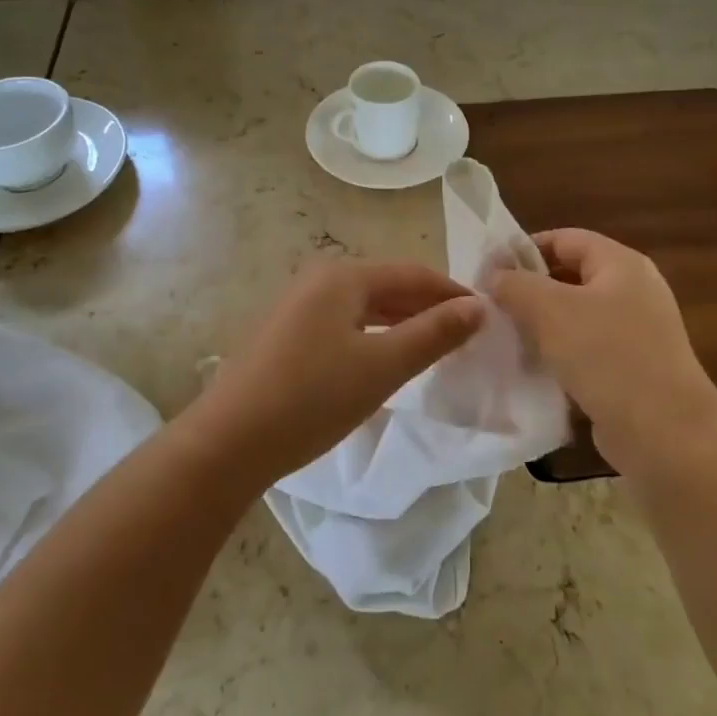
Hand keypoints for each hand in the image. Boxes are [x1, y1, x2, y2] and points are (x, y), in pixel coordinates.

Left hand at [188, 258, 485, 487]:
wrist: (228, 442)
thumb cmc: (312, 398)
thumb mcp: (382, 366)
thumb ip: (433, 333)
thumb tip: (479, 307)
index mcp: (342, 276)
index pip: (413, 273)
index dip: (452, 293)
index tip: (488, 316)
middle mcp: (318, 279)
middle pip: (388, 285)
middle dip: (428, 307)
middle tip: (467, 335)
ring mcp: (297, 305)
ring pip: (365, 306)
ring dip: (402, 322)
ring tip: (436, 347)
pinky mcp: (285, 333)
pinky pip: (343, 323)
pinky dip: (374, 335)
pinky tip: (386, 358)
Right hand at [490, 229, 716, 477]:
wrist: (665, 434)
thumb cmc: (607, 356)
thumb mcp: (550, 310)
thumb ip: (515, 284)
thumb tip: (495, 275)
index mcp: (621, 264)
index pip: (564, 239)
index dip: (524, 249)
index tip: (488, 272)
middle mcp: (633, 290)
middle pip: (570, 276)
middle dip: (530, 289)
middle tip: (491, 307)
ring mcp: (637, 332)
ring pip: (576, 316)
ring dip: (541, 324)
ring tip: (505, 338)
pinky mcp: (633, 369)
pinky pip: (587, 349)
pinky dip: (560, 354)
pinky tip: (533, 369)